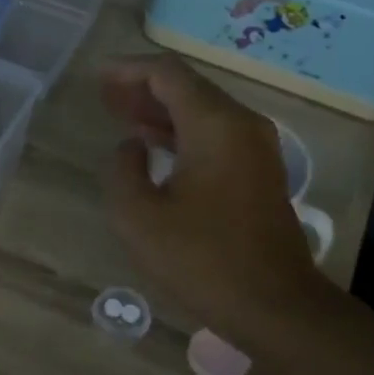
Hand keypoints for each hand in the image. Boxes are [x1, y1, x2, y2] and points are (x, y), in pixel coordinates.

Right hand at [101, 55, 326, 344]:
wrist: (274, 305)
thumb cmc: (202, 259)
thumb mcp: (138, 217)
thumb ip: (122, 169)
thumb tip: (131, 147)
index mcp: (215, 125)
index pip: (168, 74)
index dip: (129, 70)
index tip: (98, 78)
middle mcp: (242, 125)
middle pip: (189, 88)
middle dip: (144, 89)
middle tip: (105, 97)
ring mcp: (257, 149)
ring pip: (203, 112)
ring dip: (162, 112)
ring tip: (121, 117)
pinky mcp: (260, 173)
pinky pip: (216, 136)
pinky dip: (182, 134)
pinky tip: (155, 147)